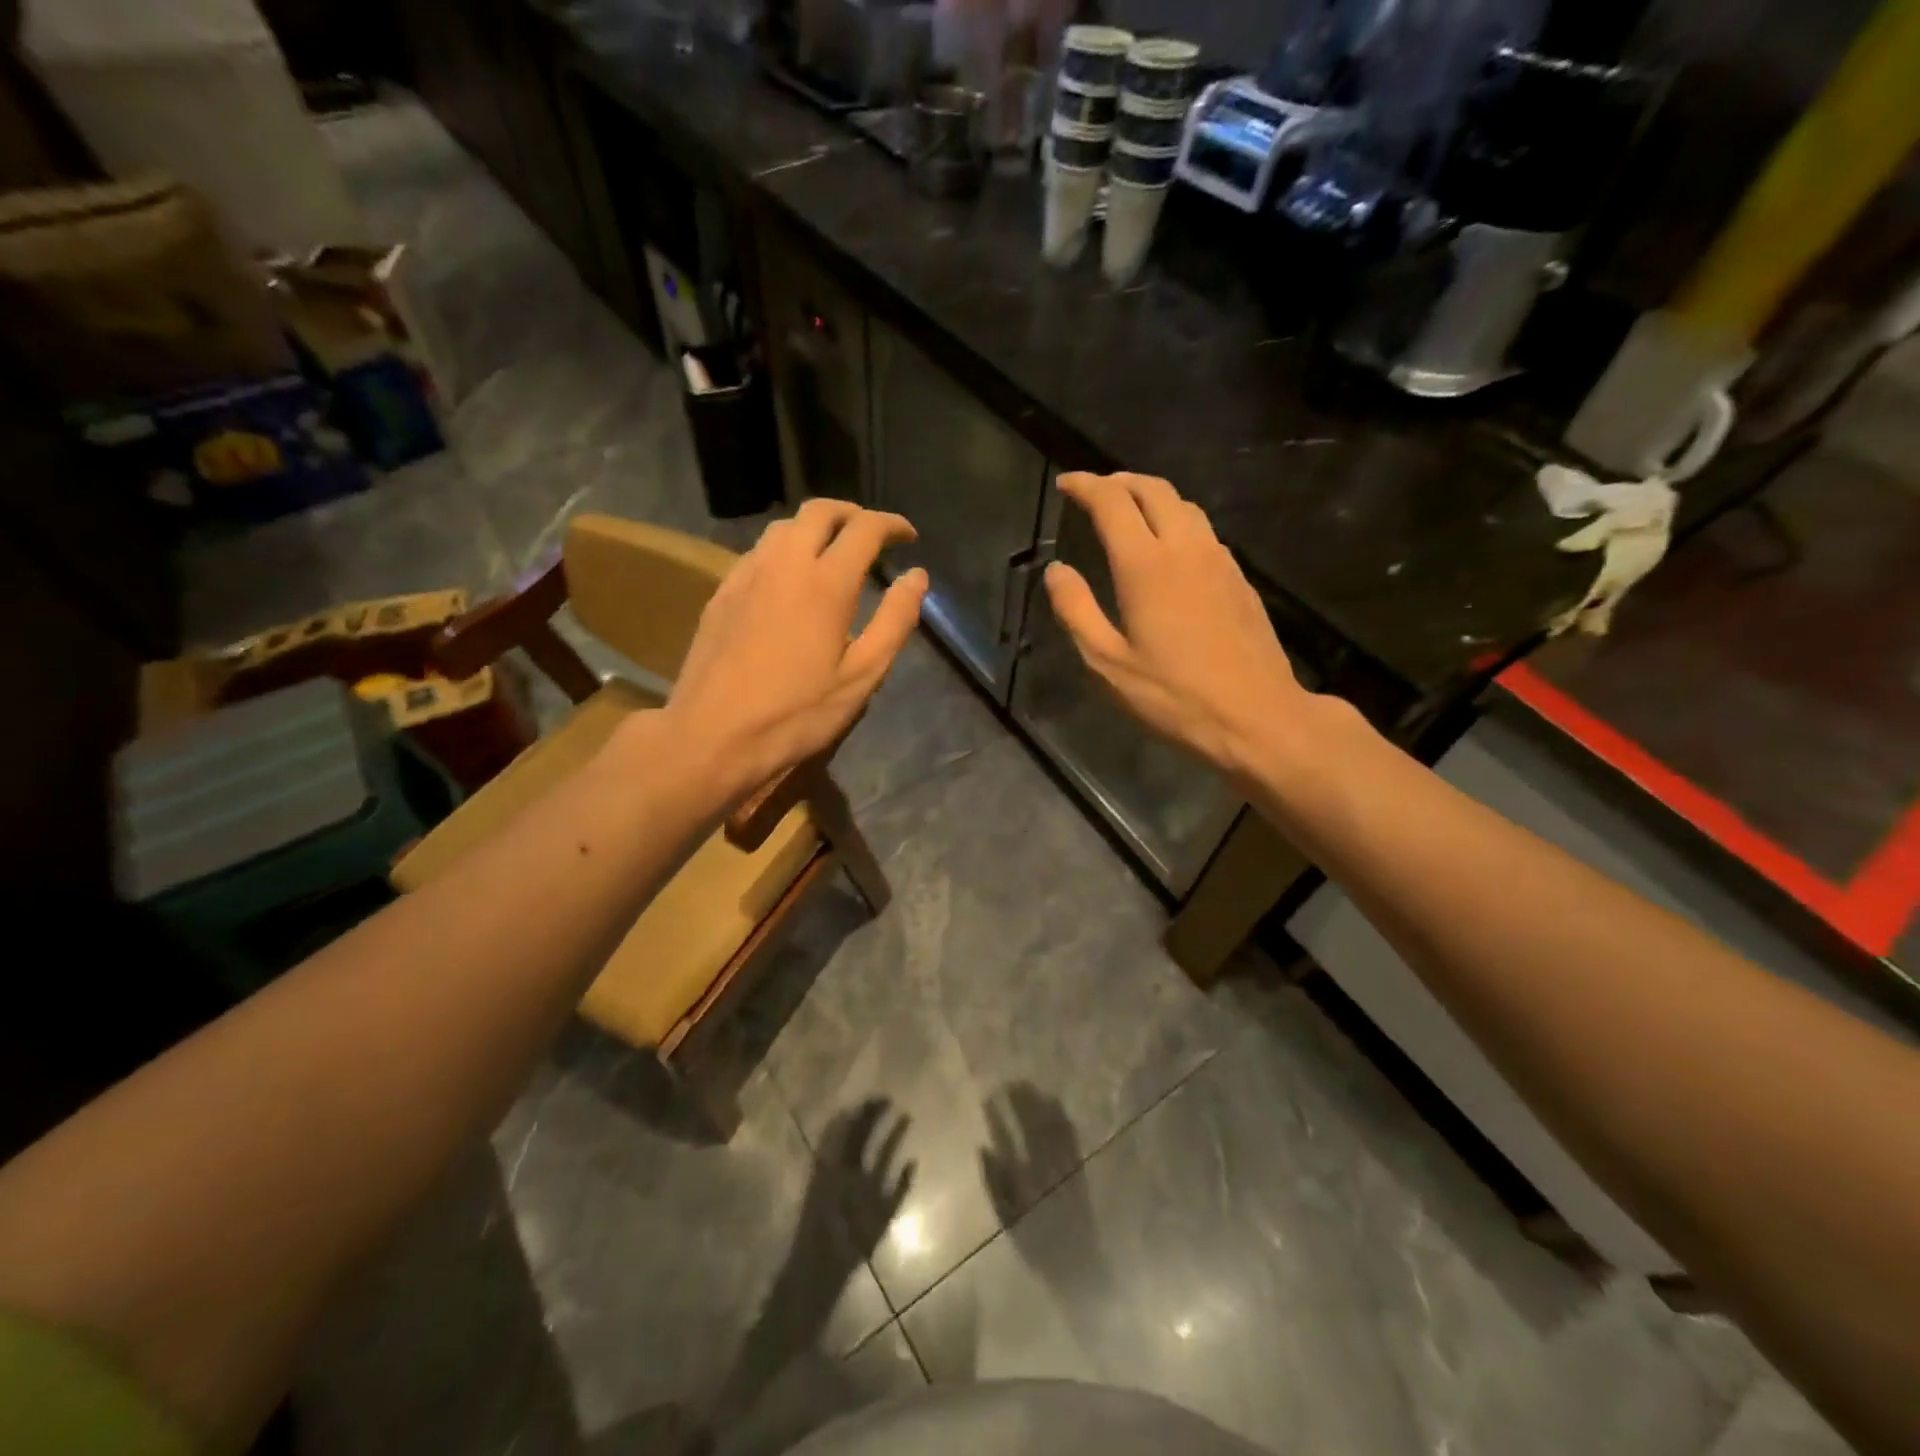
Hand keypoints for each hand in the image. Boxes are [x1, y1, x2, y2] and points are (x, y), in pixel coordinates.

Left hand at [664, 498, 927, 795]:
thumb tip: (917, 576)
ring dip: (815, 526)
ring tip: (833, 551)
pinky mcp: (722, 592)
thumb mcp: (860, 677)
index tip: (908, 536)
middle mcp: (784, 564)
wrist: (712, 735)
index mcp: (826, 583)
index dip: (891, 524)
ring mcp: (747, 575)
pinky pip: (758, 551)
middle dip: (852, 513)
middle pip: (819, 511)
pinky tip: (789, 578)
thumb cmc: (796, 714)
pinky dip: (785, 548)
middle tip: (872, 534)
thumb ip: (894, 621)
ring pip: (784, 527)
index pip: (864, 529)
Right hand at [1044, 472, 1310, 780]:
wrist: (1257, 716)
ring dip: (1151, 495)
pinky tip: (1168, 546)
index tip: (1065, 483)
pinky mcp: (1239, 578)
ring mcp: (1219, 560)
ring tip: (1128, 509)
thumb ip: (1076, 610)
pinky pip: (1203, 530)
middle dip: (1119, 480)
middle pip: (1153, 489)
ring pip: (1184, 505)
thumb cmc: (1174, 696)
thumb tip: (1057, 571)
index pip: (1112, 502)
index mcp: (1146, 565)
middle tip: (1094, 490)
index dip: (1085, 486)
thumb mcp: (1108, 663)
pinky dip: (1176, 520)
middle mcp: (1185, 548)